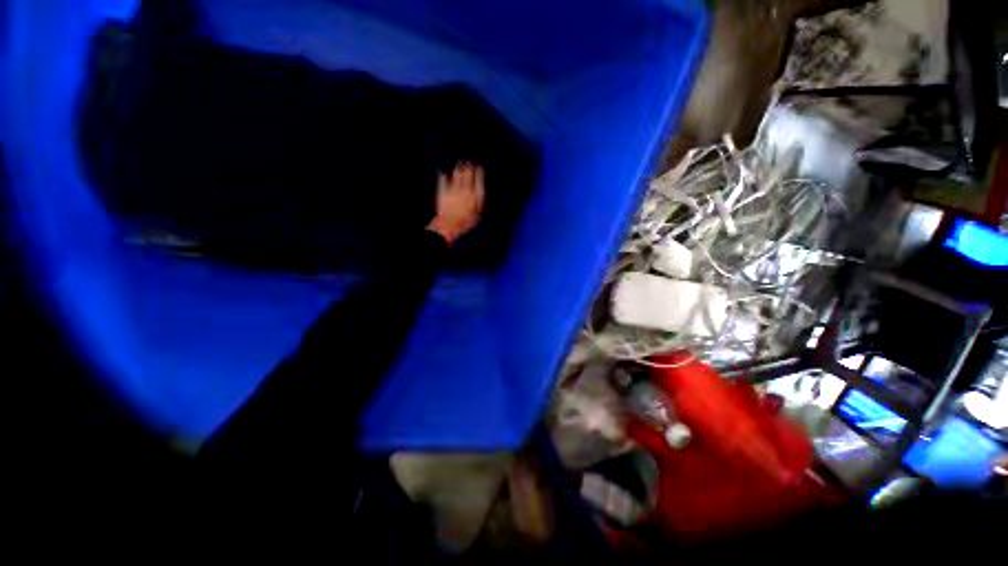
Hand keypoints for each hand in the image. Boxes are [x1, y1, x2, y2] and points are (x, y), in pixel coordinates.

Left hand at [427, 162, 484, 245]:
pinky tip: (443, 174)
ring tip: (460, 164)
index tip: (479, 167)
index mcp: (475, 197)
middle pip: (467, 175)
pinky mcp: (443, 191)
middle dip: (469, 167)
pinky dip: (443, 176)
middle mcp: (465, 191)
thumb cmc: (464, 223)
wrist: (449, 225)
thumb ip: (478, 205)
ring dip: (459, 169)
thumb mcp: (476, 216)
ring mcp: (453, 190)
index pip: (478, 181)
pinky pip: (443, 180)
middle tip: (469, 163)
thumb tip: (480, 197)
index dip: (479, 173)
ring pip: (457, 175)